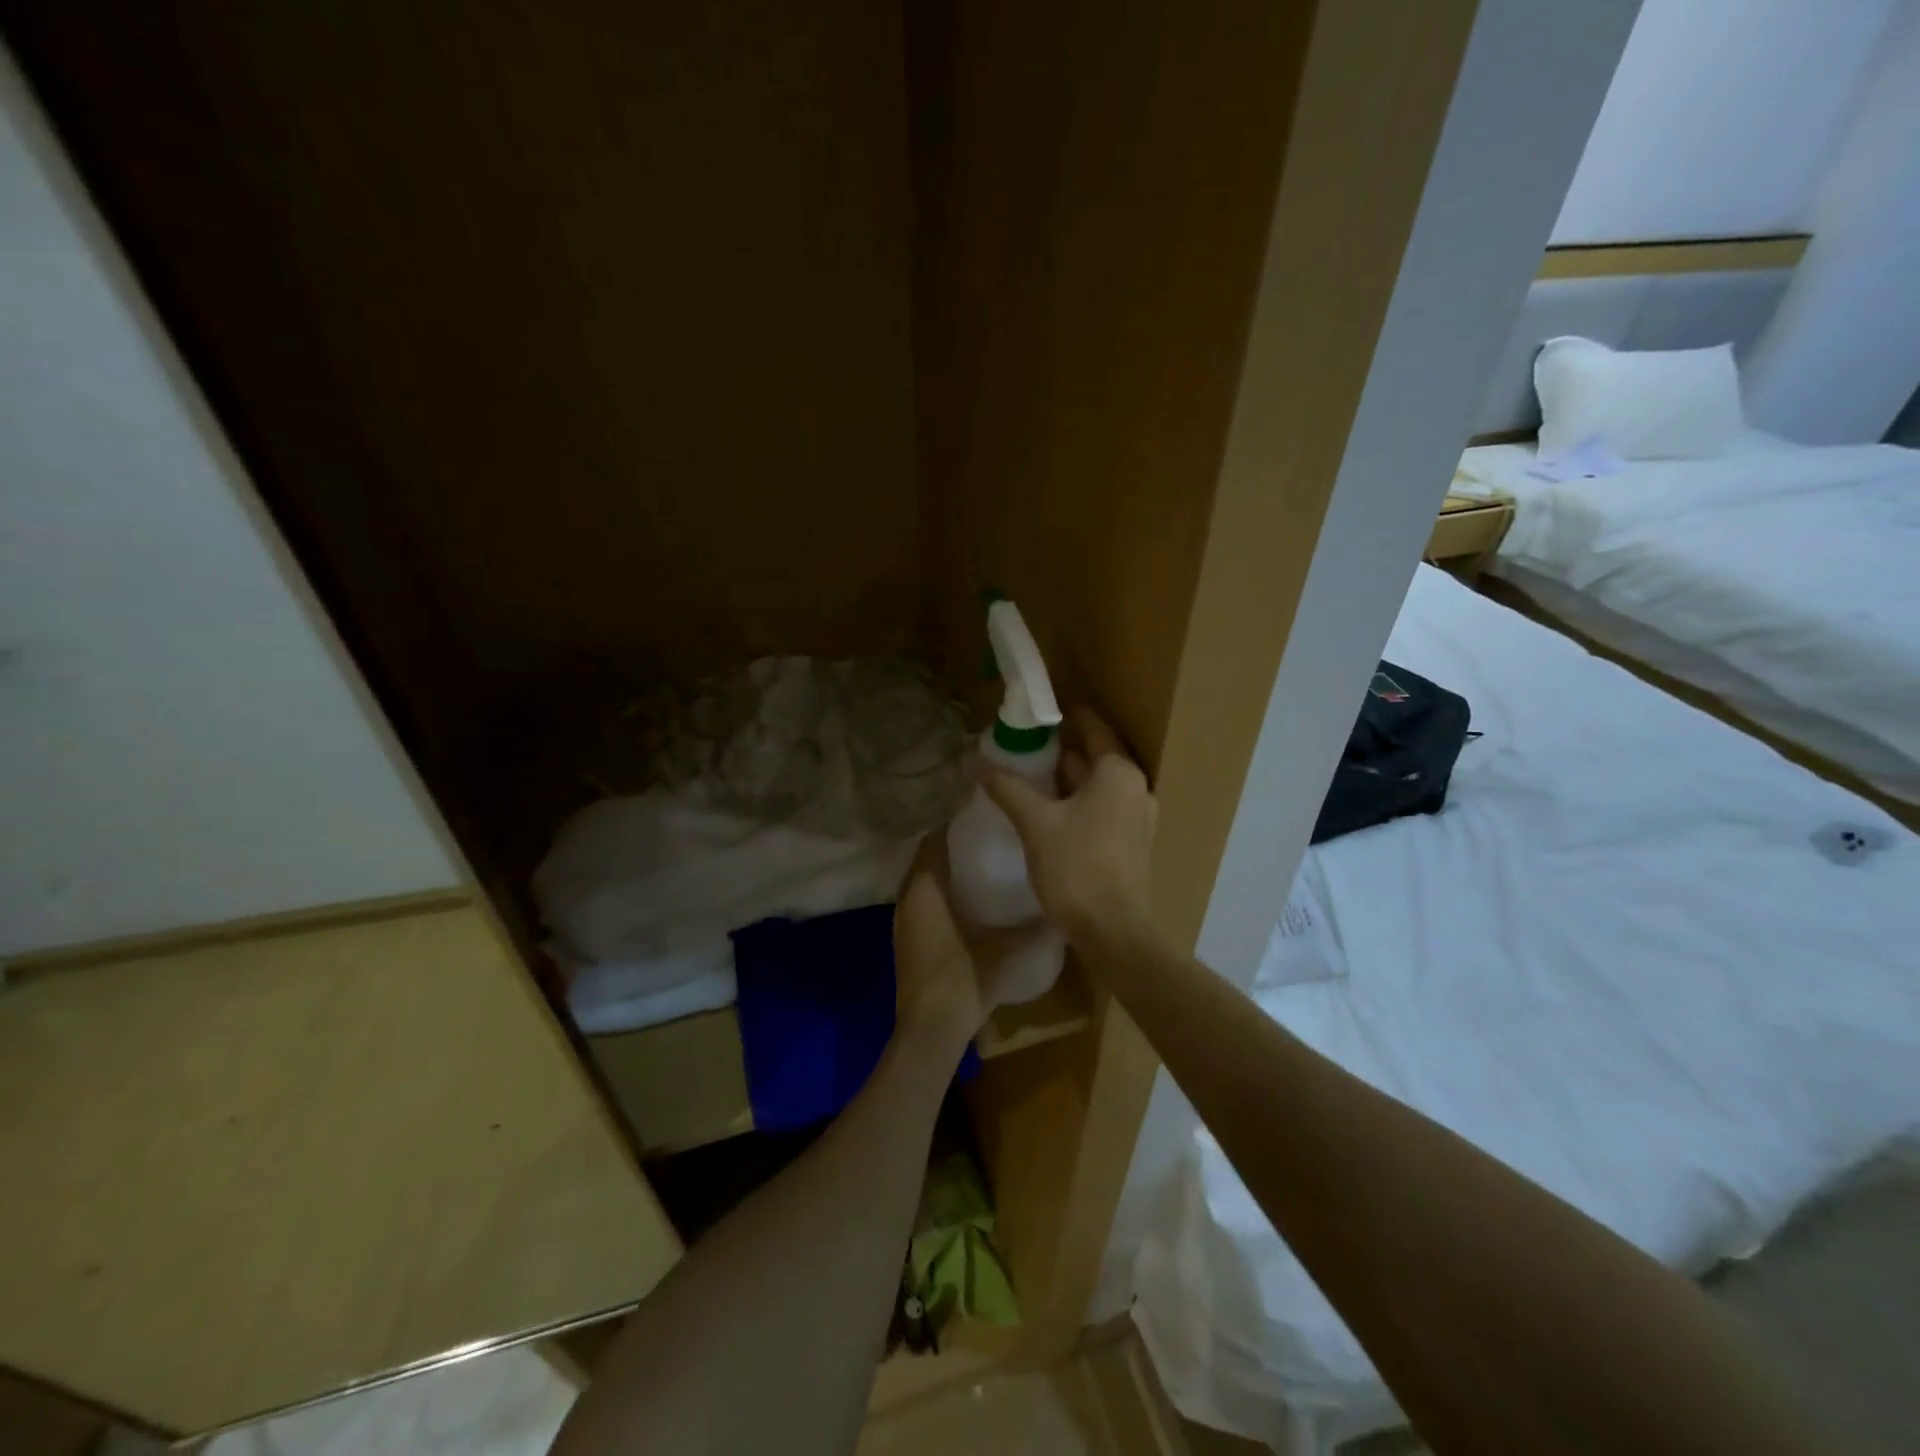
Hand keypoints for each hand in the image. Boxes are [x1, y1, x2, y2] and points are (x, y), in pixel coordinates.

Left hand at [892, 836, 1044, 1053]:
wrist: (930, 1029)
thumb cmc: (964, 977)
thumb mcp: (1007, 950)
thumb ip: (1035, 929)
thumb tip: (1063, 914)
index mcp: (925, 889)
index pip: (933, 842)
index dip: (953, 826)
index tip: (980, 818)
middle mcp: (907, 899)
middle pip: (926, 861)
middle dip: (951, 848)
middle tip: (986, 839)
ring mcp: (903, 923)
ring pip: (922, 885)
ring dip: (944, 874)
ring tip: (980, 866)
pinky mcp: (907, 943)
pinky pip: (922, 905)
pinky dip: (940, 897)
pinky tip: (968, 905)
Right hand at [980, 706, 1159, 954]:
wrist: (1113, 930)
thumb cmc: (1077, 866)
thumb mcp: (1035, 822)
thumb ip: (1009, 788)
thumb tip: (980, 762)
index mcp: (1119, 773)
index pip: (1094, 728)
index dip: (1069, 716)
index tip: (1043, 708)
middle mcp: (1136, 788)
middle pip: (1097, 757)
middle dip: (1064, 749)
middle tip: (1026, 741)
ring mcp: (1138, 817)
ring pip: (1098, 786)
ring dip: (1069, 778)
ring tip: (1032, 772)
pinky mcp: (1131, 843)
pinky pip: (1102, 808)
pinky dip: (1078, 801)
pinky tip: (1050, 810)